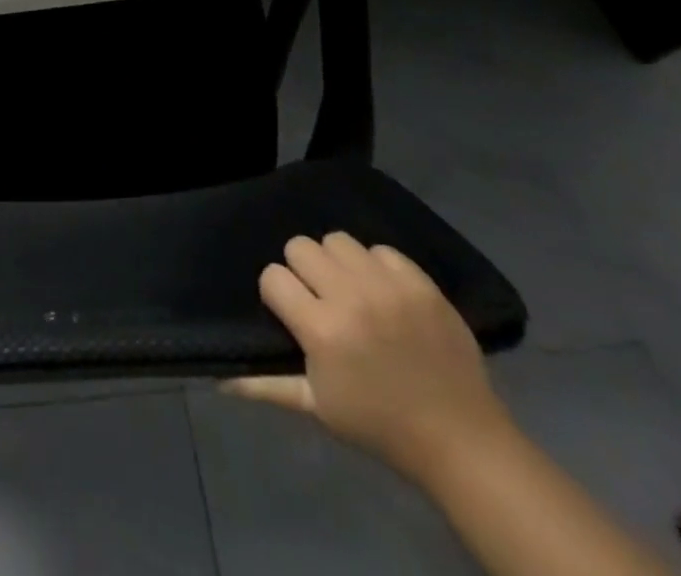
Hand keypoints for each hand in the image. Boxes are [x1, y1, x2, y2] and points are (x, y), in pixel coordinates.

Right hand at [225, 232, 514, 484]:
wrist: (461, 440)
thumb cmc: (380, 425)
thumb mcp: (318, 407)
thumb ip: (266, 385)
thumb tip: (219, 378)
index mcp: (322, 330)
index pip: (272, 276)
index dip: (278, 294)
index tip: (292, 314)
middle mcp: (350, 297)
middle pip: (301, 246)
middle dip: (303, 271)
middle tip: (320, 299)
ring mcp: (388, 286)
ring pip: (338, 239)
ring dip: (338, 262)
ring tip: (351, 291)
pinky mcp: (421, 282)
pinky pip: (381, 249)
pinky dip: (376, 266)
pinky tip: (384, 294)